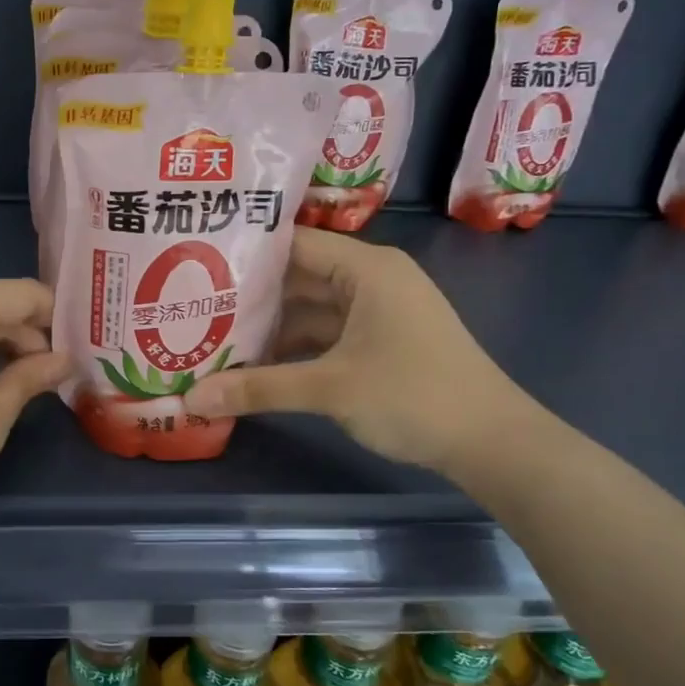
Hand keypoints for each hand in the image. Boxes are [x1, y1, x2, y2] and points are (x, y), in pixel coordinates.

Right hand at [181, 228, 534, 472]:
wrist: (492, 442)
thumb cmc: (413, 396)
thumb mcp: (330, 388)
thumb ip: (259, 388)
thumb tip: (191, 398)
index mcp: (366, 268)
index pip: (294, 243)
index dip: (246, 253)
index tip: (197, 263)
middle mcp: (372, 279)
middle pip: (299, 277)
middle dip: (251, 296)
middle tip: (193, 304)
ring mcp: (379, 312)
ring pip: (311, 309)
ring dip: (271, 326)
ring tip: (214, 336)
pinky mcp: (382, 341)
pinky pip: (327, 333)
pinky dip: (296, 347)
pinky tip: (257, 365)